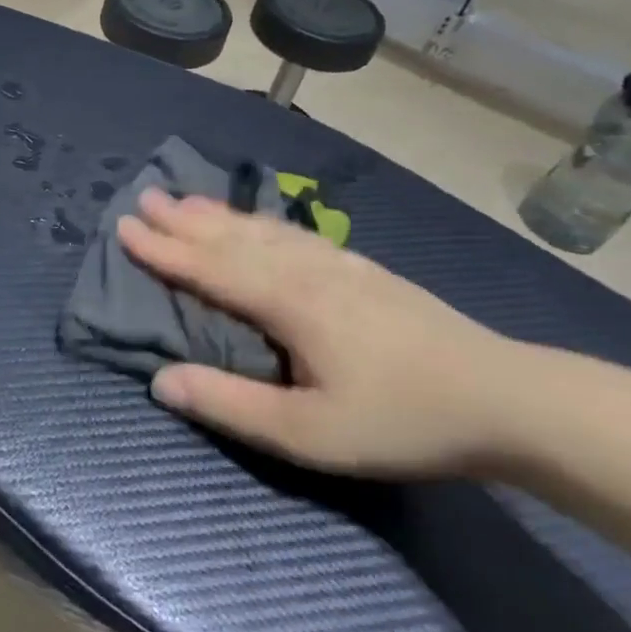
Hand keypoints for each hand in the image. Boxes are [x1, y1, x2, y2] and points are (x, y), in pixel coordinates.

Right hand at [117, 188, 528, 476]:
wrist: (507, 398)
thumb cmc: (400, 420)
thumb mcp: (309, 435)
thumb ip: (230, 406)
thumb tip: (160, 381)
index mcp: (288, 303)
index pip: (210, 268)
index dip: (164, 249)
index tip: (124, 226)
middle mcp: (306, 271)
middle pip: (232, 238)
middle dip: (184, 219)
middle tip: (145, 196)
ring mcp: (338, 265)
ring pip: (263, 230)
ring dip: (220, 214)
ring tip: (188, 199)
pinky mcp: (363, 269)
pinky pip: (295, 234)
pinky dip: (262, 222)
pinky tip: (262, 222)